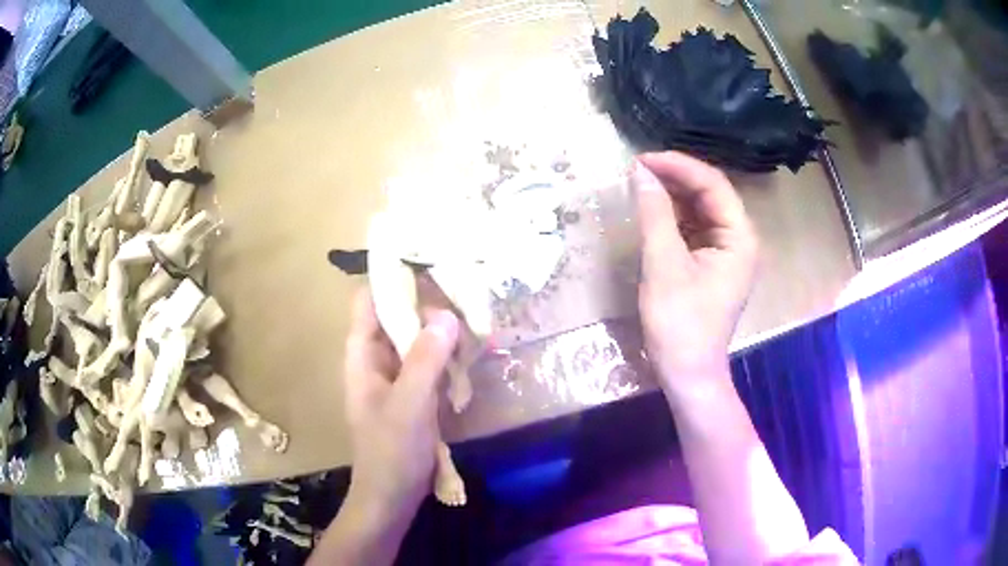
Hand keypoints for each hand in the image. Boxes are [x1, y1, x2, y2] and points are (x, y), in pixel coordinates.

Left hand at [342, 289, 458, 520]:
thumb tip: (446, 314)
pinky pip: (428, 363)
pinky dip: (446, 356)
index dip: (393, 279)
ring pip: (416, 339)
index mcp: (362, 354)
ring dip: (441, 332)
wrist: (391, 497)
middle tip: (466, 292)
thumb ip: (425, 359)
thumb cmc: (391, 452)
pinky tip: (471, 353)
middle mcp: (375, 358)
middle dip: (427, 304)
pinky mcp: (412, 393)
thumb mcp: (409, 404)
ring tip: (475, 318)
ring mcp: (395, 376)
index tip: (429, 265)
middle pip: (397, 316)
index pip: (369, 300)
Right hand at [632, 152, 757, 392]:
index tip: (642, 160)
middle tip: (636, 170)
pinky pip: (694, 229)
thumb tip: (639, 173)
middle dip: (674, 178)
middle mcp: (739, 239)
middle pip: (709, 194)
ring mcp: (726, 253)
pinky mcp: (711, 264)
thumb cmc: (680, 323)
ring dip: (672, 196)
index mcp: (740, 237)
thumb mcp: (664, 264)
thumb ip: (654, 214)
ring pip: (700, 210)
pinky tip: (651, 210)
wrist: (687, 374)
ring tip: (640, 184)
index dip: (678, 166)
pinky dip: (672, 217)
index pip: (713, 185)